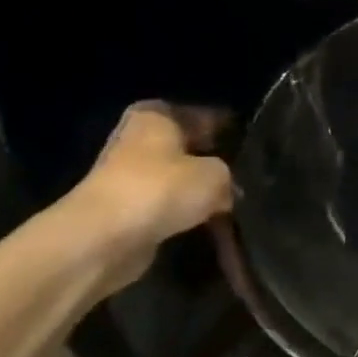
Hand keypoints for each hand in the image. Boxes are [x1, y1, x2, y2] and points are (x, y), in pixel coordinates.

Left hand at [62, 103, 233, 294]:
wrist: (102, 240)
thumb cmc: (160, 190)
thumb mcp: (216, 174)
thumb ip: (230, 175)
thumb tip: (230, 189)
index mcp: (156, 116)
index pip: (204, 116)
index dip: (230, 132)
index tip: (255, 151)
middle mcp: (138, 140)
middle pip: (190, 149)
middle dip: (215, 165)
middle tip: (248, 180)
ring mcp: (128, 177)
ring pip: (179, 181)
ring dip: (201, 195)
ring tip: (235, 207)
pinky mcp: (126, 212)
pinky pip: (168, 209)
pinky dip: (186, 217)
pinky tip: (211, 228)